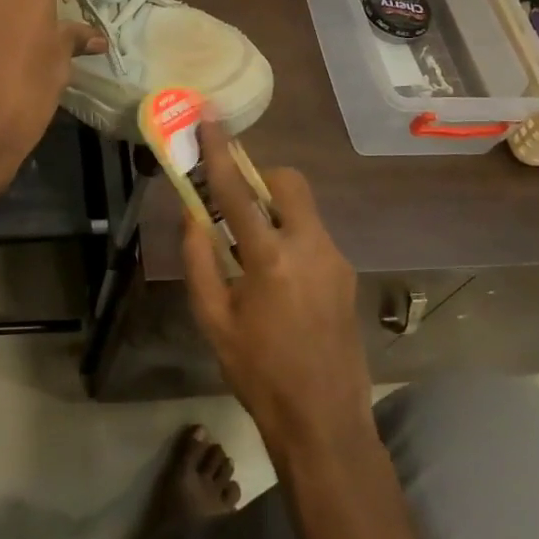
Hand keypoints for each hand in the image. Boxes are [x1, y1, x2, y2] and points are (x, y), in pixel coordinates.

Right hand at [181, 122, 371, 458]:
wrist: (324, 420)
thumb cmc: (258, 372)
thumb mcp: (213, 319)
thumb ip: (198, 260)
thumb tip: (191, 214)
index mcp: (270, 258)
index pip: (238, 191)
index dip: (220, 151)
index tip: (209, 118)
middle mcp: (310, 247)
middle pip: (289, 183)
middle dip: (260, 178)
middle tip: (234, 202)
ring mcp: (336, 259)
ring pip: (303, 209)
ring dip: (274, 211)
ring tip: (249, 250)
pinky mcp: (346, 274)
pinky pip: (313, 235)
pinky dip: (289, 236)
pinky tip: (276, 278)